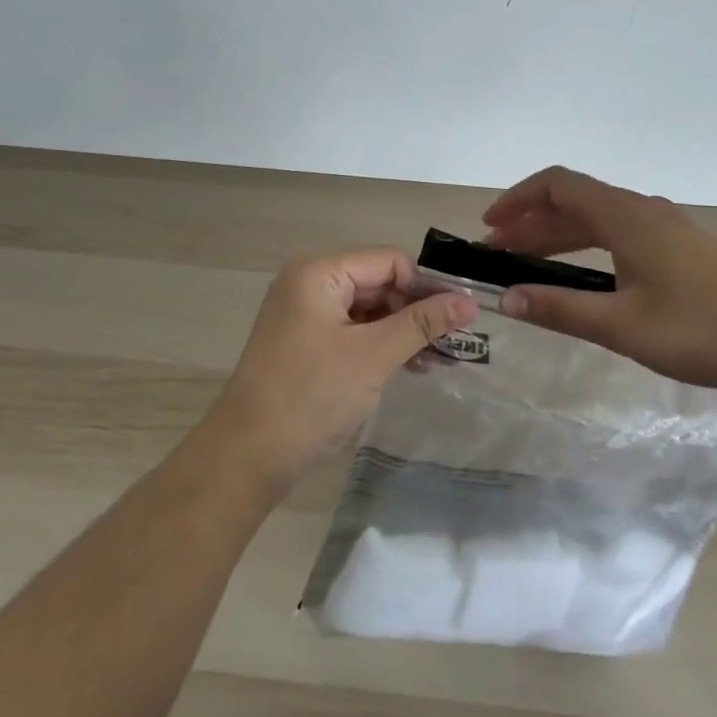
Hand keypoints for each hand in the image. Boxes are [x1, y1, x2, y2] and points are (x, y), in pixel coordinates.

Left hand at [206, 248, 476, 493]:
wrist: (247, 456)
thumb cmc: (311, 396)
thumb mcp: (373, 356)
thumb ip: (422, 324)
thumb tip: (469, 302)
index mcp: (319, 272)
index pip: (388, 261)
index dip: (424, 287)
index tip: (457, 319)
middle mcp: (308, 282)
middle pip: (377, 282)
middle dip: (414, 311)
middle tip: (452, 345)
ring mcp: (303, 312)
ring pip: (366, 308)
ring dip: (401, 330)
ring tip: (437, 361)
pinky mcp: (303, 340)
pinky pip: (351, 329)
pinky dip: (378, 344)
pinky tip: (408, 366)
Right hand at [482, 166, 716, 395]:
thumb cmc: (703, 329)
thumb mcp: (623, 325)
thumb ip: (561, 309)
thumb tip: (506, 298)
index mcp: (626, 216)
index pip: (558, 185)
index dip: (518, 198)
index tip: (489, 224)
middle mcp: (642, 210)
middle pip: (575, 200)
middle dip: (532, 220)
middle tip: (498, 250)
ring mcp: (666, 227)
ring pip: (598, 217)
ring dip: (559, 234)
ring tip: (527, 260)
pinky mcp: (682, 247)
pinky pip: (620, 232)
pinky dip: (588, 244)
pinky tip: (583, 274)